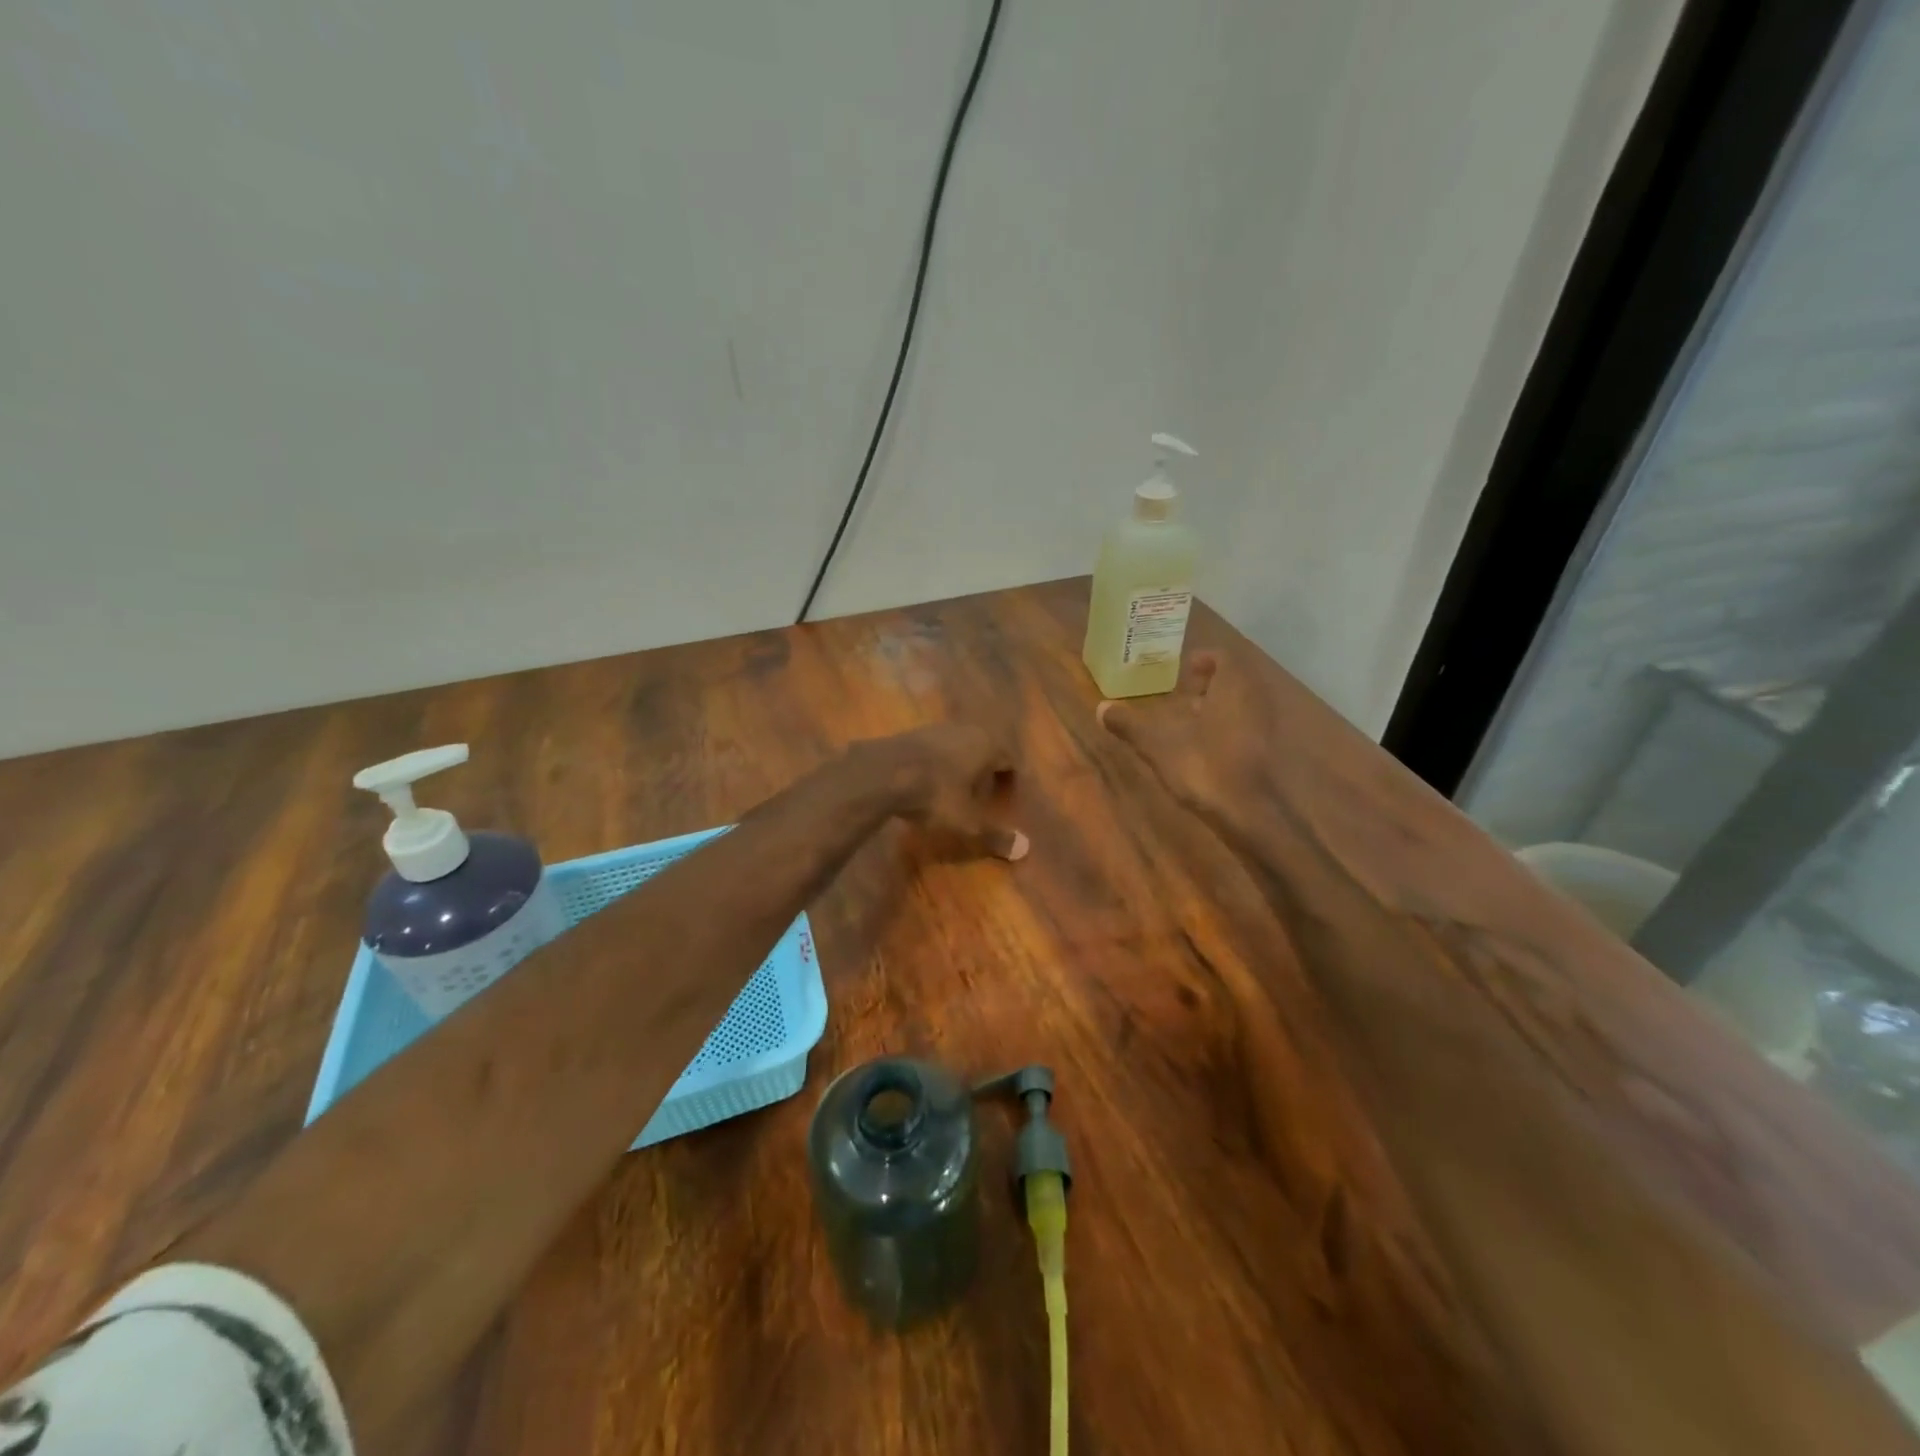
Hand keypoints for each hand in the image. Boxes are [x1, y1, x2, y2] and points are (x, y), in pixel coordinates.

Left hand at [865, 724, 1026, 861]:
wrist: (881, 772)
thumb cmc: (935, 794)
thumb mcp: (966, 821)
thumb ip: (994, 834)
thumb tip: (1023, 849)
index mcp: (987, 744)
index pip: (1009, 760)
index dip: (1010, 782)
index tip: (1007, 800)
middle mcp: (966, 730)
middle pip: (985, 750)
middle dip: (986, 772)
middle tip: (984, 796)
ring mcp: (936, 728)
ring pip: (959, 747)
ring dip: (961, 767)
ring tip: (955, 791)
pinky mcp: (911, 733)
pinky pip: (935, 750)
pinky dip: (938, 765)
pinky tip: (928, 783)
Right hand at [1095, 652, 1277, 823]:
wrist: (1245, 812)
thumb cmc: (1202, 765)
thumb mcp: (1156, 743)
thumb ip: (1130, 724)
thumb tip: (1101, 708)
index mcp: (1232, 687)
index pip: (1225, 657)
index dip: (1205, 659)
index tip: (1185, 670)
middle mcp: (1254, 700)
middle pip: (1235, 680)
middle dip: (1210, 684)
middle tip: (1183, 695)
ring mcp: (1263, 727)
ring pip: (1242, 705)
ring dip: (1218, 707)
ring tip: (1189, 721)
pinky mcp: (1264, 752)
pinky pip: (1245, 727)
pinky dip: (1227, 728)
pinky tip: (1203, 747)